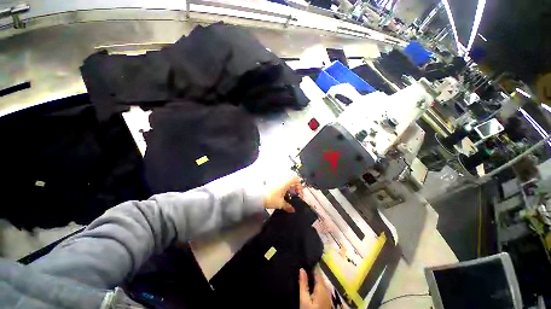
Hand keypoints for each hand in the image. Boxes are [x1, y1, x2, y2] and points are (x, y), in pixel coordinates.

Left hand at [263, 176, 302, 212]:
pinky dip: (283, 188)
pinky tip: (281, 195)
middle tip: (293, 195)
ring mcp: (276, 180)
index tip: (297, 195)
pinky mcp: (271, 182)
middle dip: (294, 188)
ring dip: (288, 187)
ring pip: (286, 181)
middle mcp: (281, 179)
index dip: (299, 187)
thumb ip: (288, 206)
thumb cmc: (270, 198)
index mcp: (285, 182)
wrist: (257, 197)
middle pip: (291, 180)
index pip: (296, 179)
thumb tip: (293, 210)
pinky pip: (280, 183)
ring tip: (287, 196)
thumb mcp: (281, 204)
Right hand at [299, 268, 331, 308]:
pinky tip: (309, 285)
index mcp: (322, 287)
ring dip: (313, 278)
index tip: (305, 260)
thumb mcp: (304, 300)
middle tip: (303, 268)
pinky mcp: (326, 299)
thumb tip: (302, 269)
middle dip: (311, 271)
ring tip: (304, 274)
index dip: (311, 264)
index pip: (318, 270)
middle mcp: (326, 289)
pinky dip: (315, 284)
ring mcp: (327, 295)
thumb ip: (303, 284)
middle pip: (319, 275)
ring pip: (320, 281)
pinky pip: (321, 287)